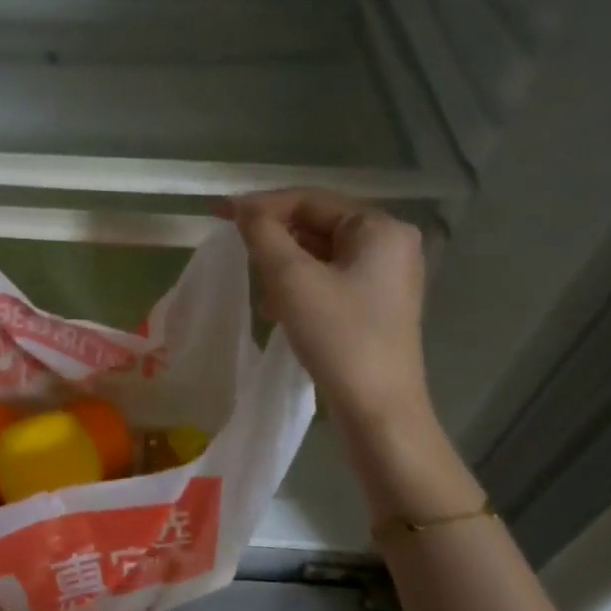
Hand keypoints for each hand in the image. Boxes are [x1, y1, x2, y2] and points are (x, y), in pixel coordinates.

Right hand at [226, 189, 430, 429]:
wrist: (378, 410)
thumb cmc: (337, 336)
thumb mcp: (290, 279)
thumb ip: (263, 233)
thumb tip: (243, 208)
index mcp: (380, 228)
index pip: (310, 200)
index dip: (261, 205)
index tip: (218, 214)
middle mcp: (391, 244)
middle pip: (317, 224)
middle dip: (274, 238)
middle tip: (236, 251)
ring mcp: (388, 276)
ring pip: (321, 254)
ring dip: (284, 265)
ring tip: (259, 288)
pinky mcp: (378, 305)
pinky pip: (330, 278)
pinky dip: (300, 286)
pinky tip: (278, 309)